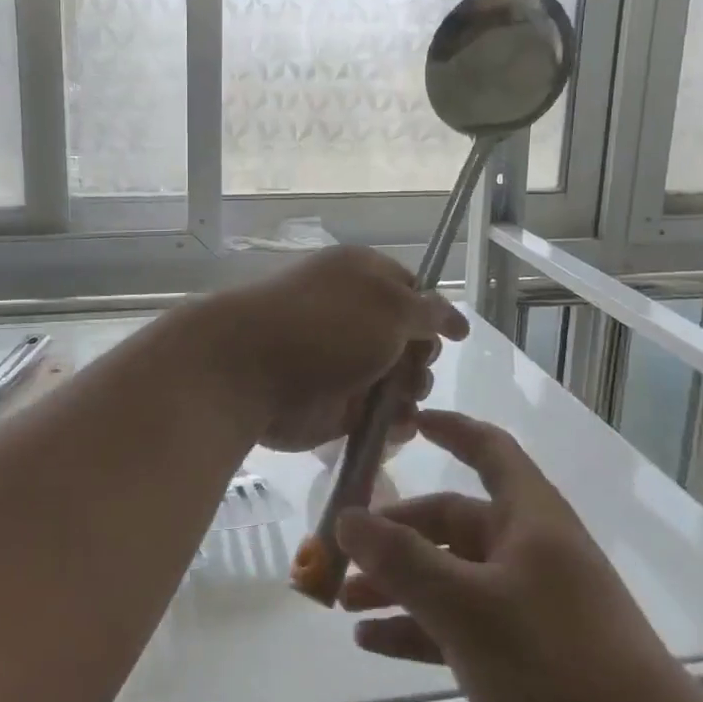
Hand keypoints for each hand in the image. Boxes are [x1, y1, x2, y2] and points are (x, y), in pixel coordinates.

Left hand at [189, 246, 467, 452]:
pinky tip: (393, 425)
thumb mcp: (390, 305)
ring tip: (397, 399)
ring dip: (411, 391)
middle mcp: (355, 317)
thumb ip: (428, 311)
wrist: (249, 370)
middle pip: (412, 340)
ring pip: (401, 380)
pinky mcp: (336, 404)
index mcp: (363, 277)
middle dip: (422, 357)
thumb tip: (453, 317)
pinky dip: (393, 422)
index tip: (449, 335)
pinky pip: (379, 415)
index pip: (414, 290)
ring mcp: (344, 362)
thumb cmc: (325, 325)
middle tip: (410, 367)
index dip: (434, 313)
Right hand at [334, 409, 702, 701]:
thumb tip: (345, 516)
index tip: (407, 421)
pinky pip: (459, 627)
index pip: (488, 449)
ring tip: (346, 601)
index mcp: (530, 518)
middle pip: (453, 522)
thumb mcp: (468, 608)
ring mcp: (528, 606)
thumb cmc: (559, 665)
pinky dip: (418, 630)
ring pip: (451, 578)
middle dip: (396, 535)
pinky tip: (373, 643)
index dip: (450, 429)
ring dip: (399, 586)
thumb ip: (402, 561)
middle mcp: (529, 551)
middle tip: (344, 550)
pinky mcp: (526, 658)